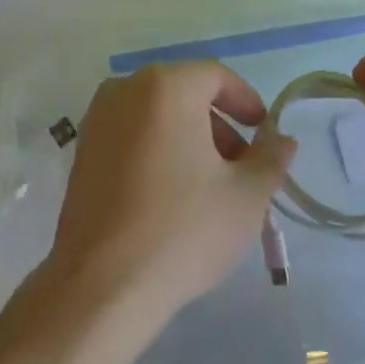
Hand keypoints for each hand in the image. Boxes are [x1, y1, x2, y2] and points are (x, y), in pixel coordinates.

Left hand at [43, 62, 295, 336]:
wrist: (101, 286)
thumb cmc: (183, 229)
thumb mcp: (245, 196)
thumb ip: (270, 159)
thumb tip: (282, 140)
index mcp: (166, 86)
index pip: (216, 76)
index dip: (246, 101)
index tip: (264, 132)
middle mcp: (125, 90)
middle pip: (185, 94)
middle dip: (219, 126)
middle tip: (243, 167)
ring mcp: (97, 121)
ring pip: (157, 116)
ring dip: (189, 139)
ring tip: (211, 187)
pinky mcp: (82, 153)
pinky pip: (131, 136)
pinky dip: (158, 151)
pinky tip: (173, 196)